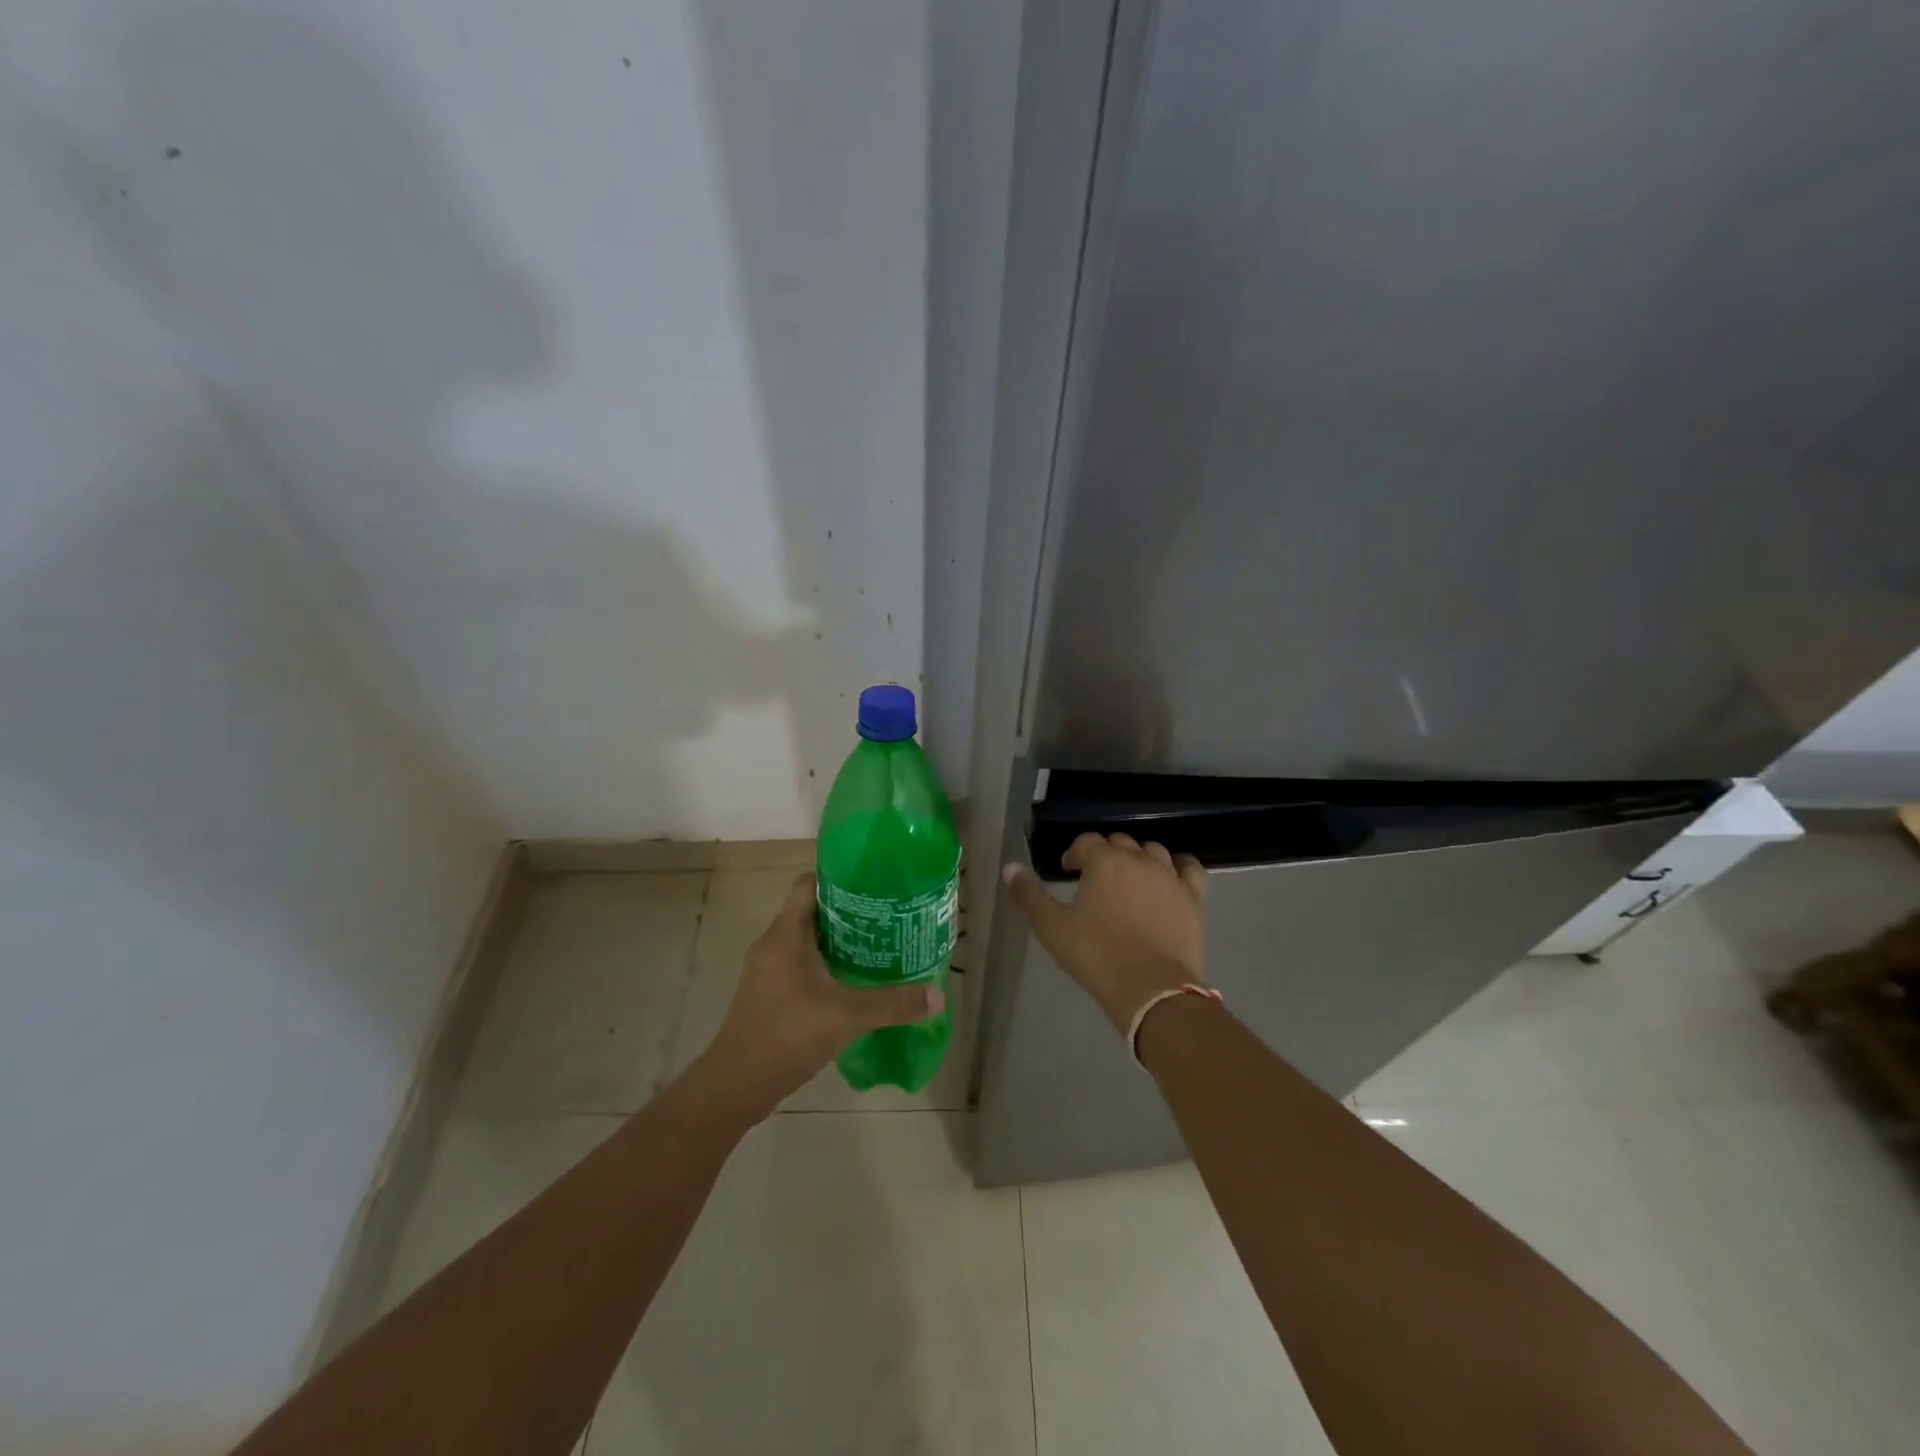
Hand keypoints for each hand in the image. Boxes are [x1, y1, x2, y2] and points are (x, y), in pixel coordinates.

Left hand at [697, 872, 942, 1117]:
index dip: (838, 878)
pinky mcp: (767, 994)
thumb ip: (893, 1003)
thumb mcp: (847, 1016)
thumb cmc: (787, 1034)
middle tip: (885, 917)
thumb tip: (938, 996)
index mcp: (786, 934)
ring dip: (837, 942)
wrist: (736, 1084)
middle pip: (811, 912)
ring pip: (805, 941)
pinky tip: (851, 982)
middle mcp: (772, 944)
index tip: (872, 884)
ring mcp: (767, 971)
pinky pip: (799, 965)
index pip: (808, 885)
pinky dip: (824, 966)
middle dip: (847, 912)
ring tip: (875, 946)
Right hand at [1003, 834, 1205, 1034]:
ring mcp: (1169, 876)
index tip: (1068, 871)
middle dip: (1105, 855)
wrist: (1153, 990)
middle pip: (1119, 843)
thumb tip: (1009, 867)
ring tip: (1128, 880)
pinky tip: (1170, 877)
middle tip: (1094, 880)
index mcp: (1104, 861)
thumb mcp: (1052, 928)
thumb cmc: (1097, 956)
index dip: (1074, 853)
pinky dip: (1178, 867)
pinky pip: (1189, 868)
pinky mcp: (1192, 897)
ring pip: (1153, 851)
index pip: (1086, 842)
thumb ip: (1028, 895)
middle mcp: (1138, 859)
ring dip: (1137, 858)